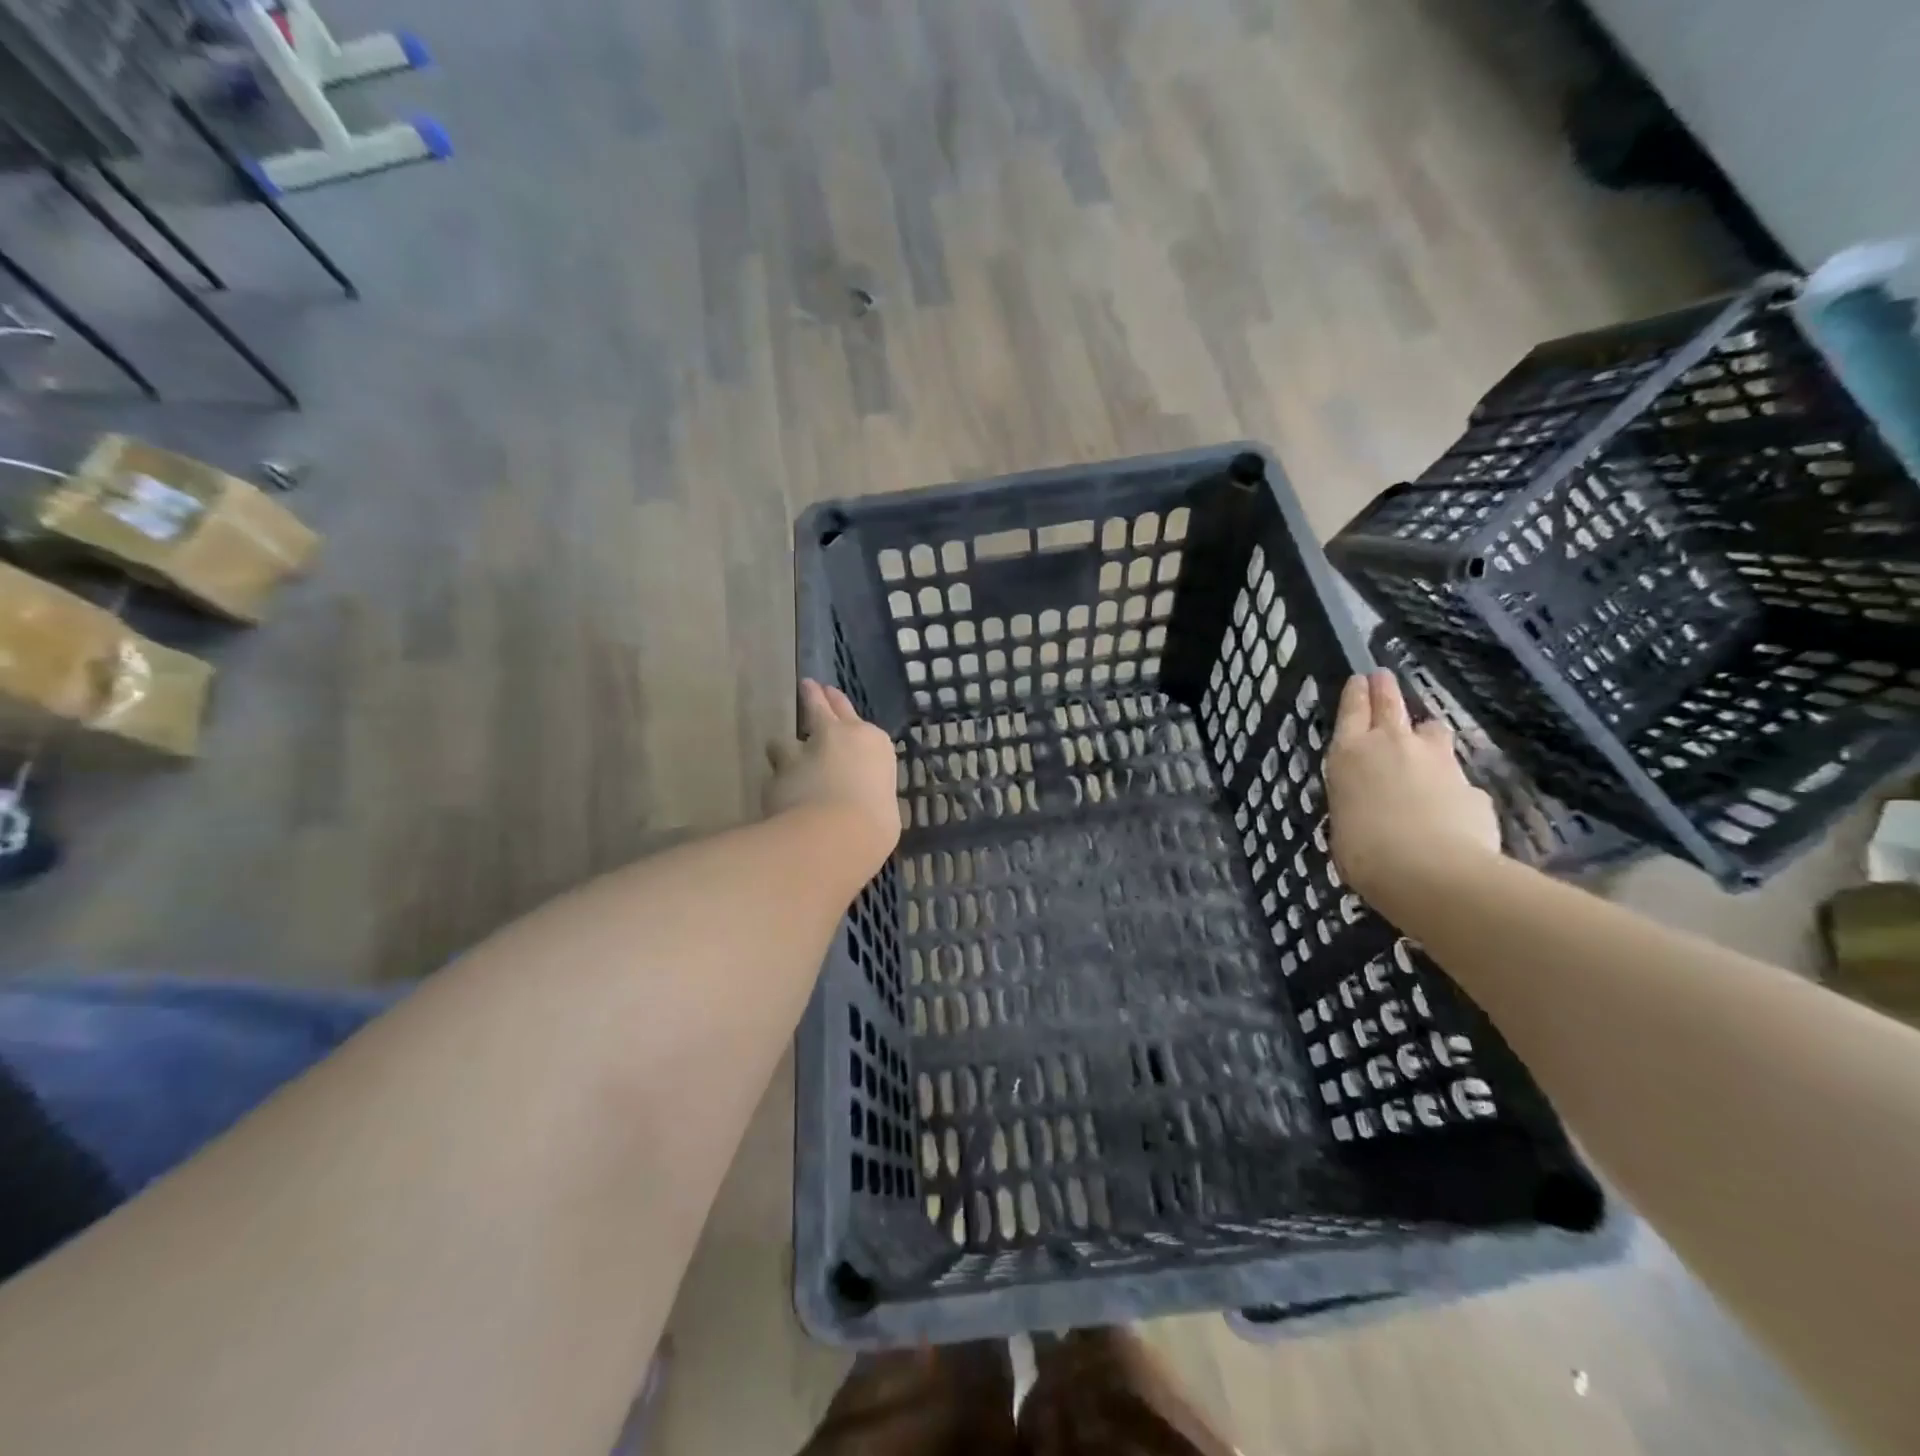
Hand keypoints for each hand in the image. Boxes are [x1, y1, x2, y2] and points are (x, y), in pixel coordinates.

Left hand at [765, 679, 900, 871]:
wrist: (835, 835)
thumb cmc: (876, 823)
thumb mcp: (884, 807)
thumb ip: (869, 794)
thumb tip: (862, 803)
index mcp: (871, 742)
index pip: (852, 713)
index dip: (839, 704)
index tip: (830, 694)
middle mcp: (836, 737)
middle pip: (819, 708)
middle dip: (813, 697)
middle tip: (808, 686)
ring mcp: (801, 754)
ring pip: (783, 742)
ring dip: (785, 751)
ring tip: (784, 759)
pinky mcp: (775, 777)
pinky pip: (774, 778)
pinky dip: (778, 787)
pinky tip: (778, 801)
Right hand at [1326, 670, 1500, 902]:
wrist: (1430, 871)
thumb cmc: (1364, 852)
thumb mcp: (1344, 823)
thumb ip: (1358, 801)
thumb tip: (1377, 803)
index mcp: (1350, 754)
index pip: (1352, 711)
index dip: (1356, 693)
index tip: (1360, 678)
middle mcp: (1393, 745)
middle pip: (1390, 704)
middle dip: (1385, 689)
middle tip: (1383, 676)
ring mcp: (1437, 762)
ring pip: (1432, 730)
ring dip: (1425, 732)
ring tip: (1423, 738)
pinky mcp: (1471, 786)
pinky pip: (1458, 777)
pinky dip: (1452, 784)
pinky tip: (1451, 805)